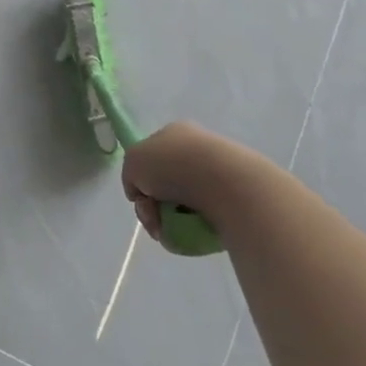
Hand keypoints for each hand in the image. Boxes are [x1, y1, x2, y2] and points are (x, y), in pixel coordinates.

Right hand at [122, 120, 268, 245]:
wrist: (225, 184)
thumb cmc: (172, 165)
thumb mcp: (132, 162)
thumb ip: (130, 175)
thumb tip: (143, 194)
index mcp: (174, 133)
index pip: (150, 159)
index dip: (141, 181)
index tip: (141, 198)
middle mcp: (197, 149)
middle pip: (164, 185)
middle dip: (154, 207)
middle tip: (154, 220)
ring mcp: (218, 174)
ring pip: (184, 205)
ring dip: (171, 221)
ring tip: (172, 232)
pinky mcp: (235, 198)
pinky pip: (206, 218)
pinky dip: (194, 228)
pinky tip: (194, 231)